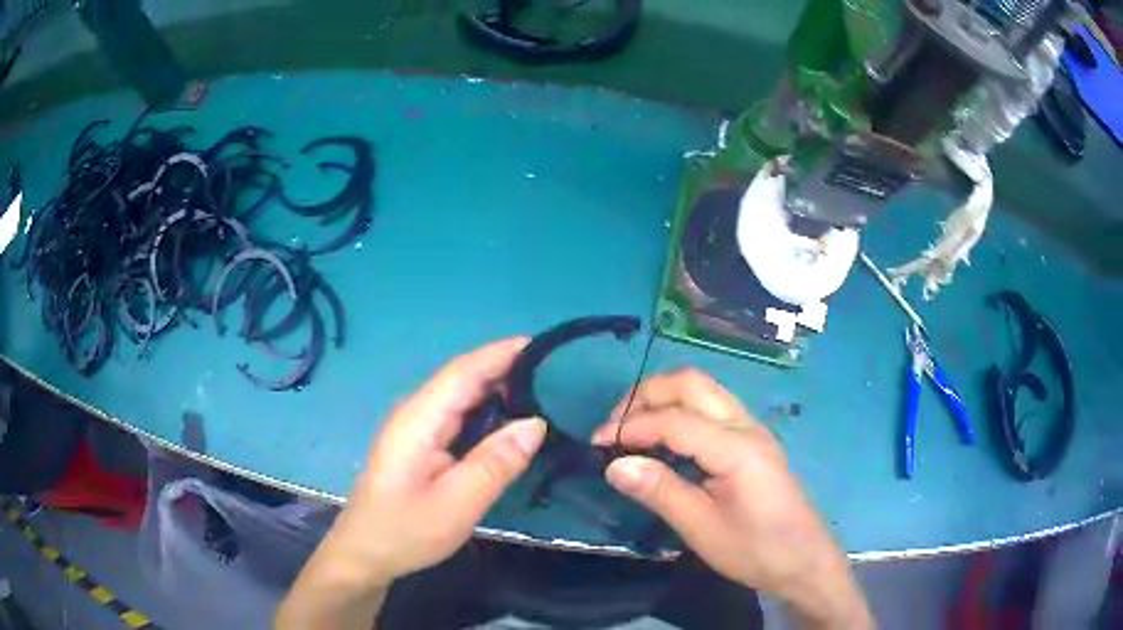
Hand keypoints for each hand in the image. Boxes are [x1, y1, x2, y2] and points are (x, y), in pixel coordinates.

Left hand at [322, 337, 546, 587]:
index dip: (501, 353)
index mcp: (419, 419)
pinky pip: (457, 414)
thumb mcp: (458, 504)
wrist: (366, 552)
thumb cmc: (407, 530)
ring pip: (460, 395)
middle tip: (555, 371)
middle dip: (505, 367)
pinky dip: (486, 408)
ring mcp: (415, 427)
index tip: (544, 344)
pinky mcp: (419, 442)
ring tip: (542, 388)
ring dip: (497, 387)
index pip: (464, 372)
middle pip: (462, 378)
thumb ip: (496, 463)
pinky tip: (508, 418)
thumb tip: (536, 423)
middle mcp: (415, 412)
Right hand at [592, 369, 871, 627]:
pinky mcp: (752, 441)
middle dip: (645, 396)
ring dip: (662, 399)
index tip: (596, 444)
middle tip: (614, 427)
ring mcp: (752, 429)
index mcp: (737, 447)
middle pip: (690, 383)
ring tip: (631, 430)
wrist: (804, 561)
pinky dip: (679, 412)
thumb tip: (614, 465)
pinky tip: (664, 440)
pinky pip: (711, 408)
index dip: (630, 426)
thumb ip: (660, 491)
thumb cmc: (755, 550)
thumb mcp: (703, 528)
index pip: (674, 420)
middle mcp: (746, 425)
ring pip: (702, 390)